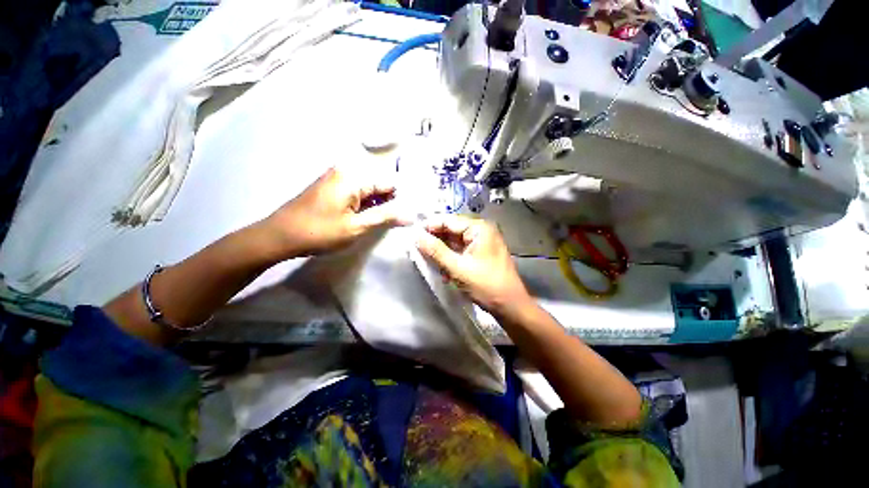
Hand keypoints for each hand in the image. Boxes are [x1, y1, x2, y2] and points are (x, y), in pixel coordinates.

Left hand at [263, 167, 408, 257]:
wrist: (279, 236)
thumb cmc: (319, 232)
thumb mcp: (356, 227)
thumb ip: (385, 217)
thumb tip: (411, 215)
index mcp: (353, 177)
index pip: (388, 183)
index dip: (401, 199)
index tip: (410, 214)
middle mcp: (345, 172)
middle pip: (377, 186)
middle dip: (389, 203)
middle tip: (399, 221)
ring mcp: (336, 179)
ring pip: (367, 192)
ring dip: (376, 206)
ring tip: (385, 222)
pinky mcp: (330, 188)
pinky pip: (355, 194)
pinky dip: (364, 206)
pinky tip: (367, 219)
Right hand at [415, 214, 532, 316]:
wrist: (510, 306)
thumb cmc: (486, 285)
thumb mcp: (457, 268)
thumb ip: (435, 250)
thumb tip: (416, 235)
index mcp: (479, 228)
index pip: (448, 220)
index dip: (429, 226)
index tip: (411, 234)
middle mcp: (481, 231)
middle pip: (451, 230)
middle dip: (435, 239)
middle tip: (416, 248)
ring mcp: (481, 243)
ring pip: (454, 241)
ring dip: (441, 250)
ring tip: (426, 259)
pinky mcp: (480, 254)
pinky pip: (460, 251)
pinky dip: (450, 257)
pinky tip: (441, 267)